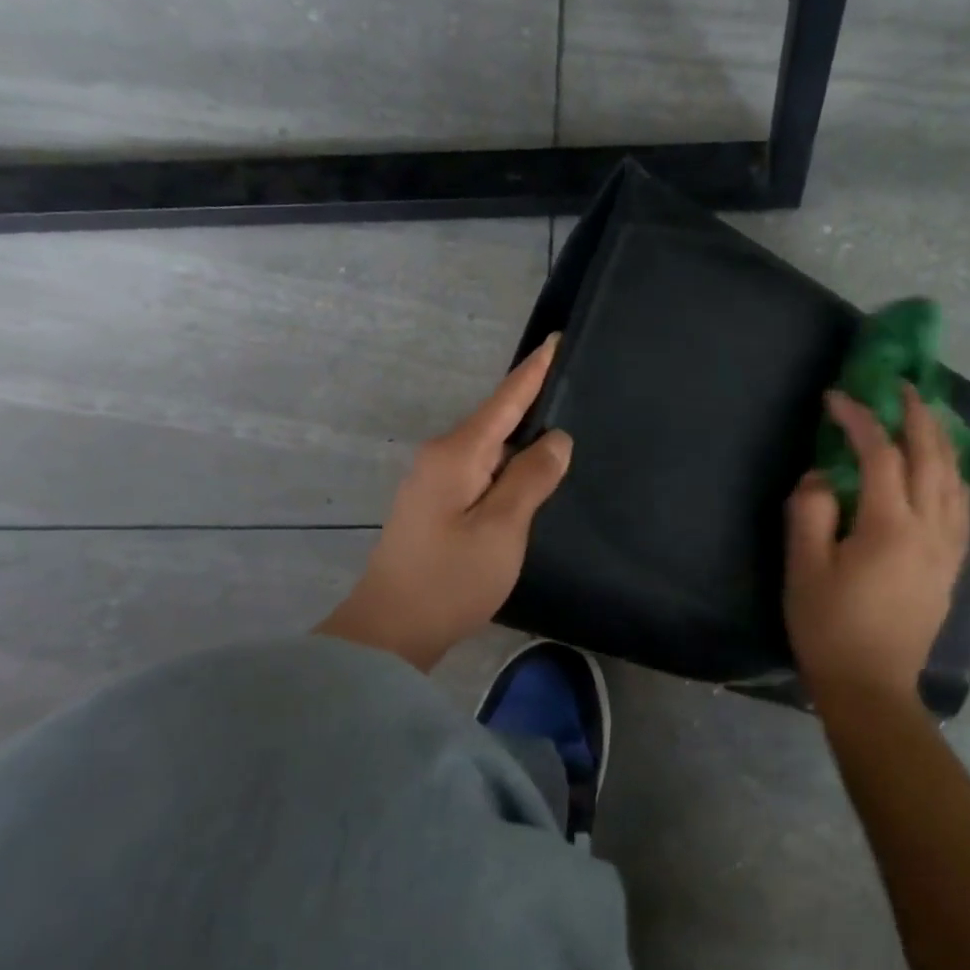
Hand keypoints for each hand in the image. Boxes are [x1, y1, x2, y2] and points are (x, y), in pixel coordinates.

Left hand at [317, 337, 571, 670]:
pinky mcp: (436, 507)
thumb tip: (556, 438)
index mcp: (457, 454)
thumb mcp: (502, 528)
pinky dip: (508, 470)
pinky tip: (529, 480)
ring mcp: (435, 483)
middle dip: (533, 405)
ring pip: (490, 450)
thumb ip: (532, 478)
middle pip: (497, 421)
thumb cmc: (451, 578)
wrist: (392, 630)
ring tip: (564, 437)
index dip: (534, 370)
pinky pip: (481, 473)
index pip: (505, 399)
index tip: (556, 338)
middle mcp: (442, 457)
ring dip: (522, 442)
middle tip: (578, 392)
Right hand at [785, 384, 969, 712]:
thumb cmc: (830, 629)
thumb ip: (811, 513)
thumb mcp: (804, 570)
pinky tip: (947, 469)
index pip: (881, 455)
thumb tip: (822, 477)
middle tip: (900, 385)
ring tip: (926, 415)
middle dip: (917, 414)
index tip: (836, 398)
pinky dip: (955, 474)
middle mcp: (930, 529)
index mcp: (890, 526)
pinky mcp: (952, 565)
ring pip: (956, 478)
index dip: (859, 419)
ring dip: (942, 439)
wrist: (872, 687)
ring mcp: (948, 548)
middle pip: (933, 456)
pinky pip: (963, 506)